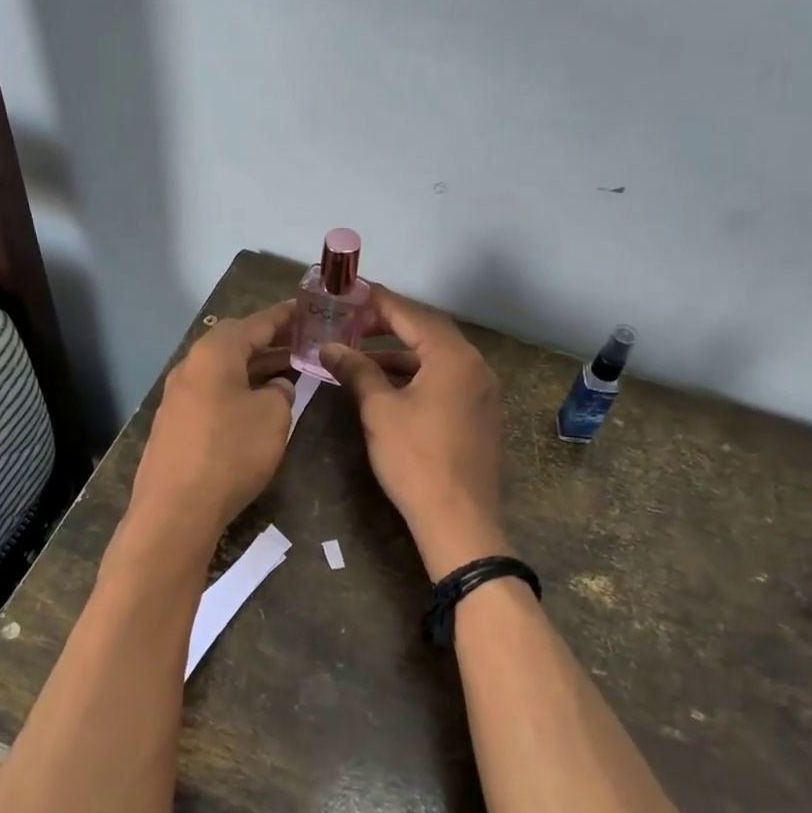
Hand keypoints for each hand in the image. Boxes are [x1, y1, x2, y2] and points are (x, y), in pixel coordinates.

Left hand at [130, 301, 296, 544]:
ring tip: (288, 373)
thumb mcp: (274, 416)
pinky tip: (256, 407)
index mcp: (214, 354)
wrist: (176, 510)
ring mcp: (177, 397)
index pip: (256, 323)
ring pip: (223, 372)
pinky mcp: (174, 425)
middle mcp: (190, 367)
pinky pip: (213, 395)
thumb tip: (276, 387)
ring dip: (255, 369)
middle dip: (270, 342)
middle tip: (302, 344)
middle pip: (235, 344)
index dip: (285, 316)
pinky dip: (238, 391)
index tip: (308, 311)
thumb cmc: (231, 452)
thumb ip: (281, 392)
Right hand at [321, 287, 509, 576]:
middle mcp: (475, 365)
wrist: (458, 519)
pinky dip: (415, 376)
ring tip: (359, 357)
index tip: (350, 293)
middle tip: (351, 323)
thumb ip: (356, 371)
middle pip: (427, 332)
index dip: (378, 302)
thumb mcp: (380, 410)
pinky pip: (445, 380)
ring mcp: (481, 390)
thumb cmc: (415, 459)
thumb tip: (329, 347)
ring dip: (398, 354)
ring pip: (435, 359)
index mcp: (454, 356)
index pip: (411, 314)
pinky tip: (386, 385)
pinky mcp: (479, 413)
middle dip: (387, 326)